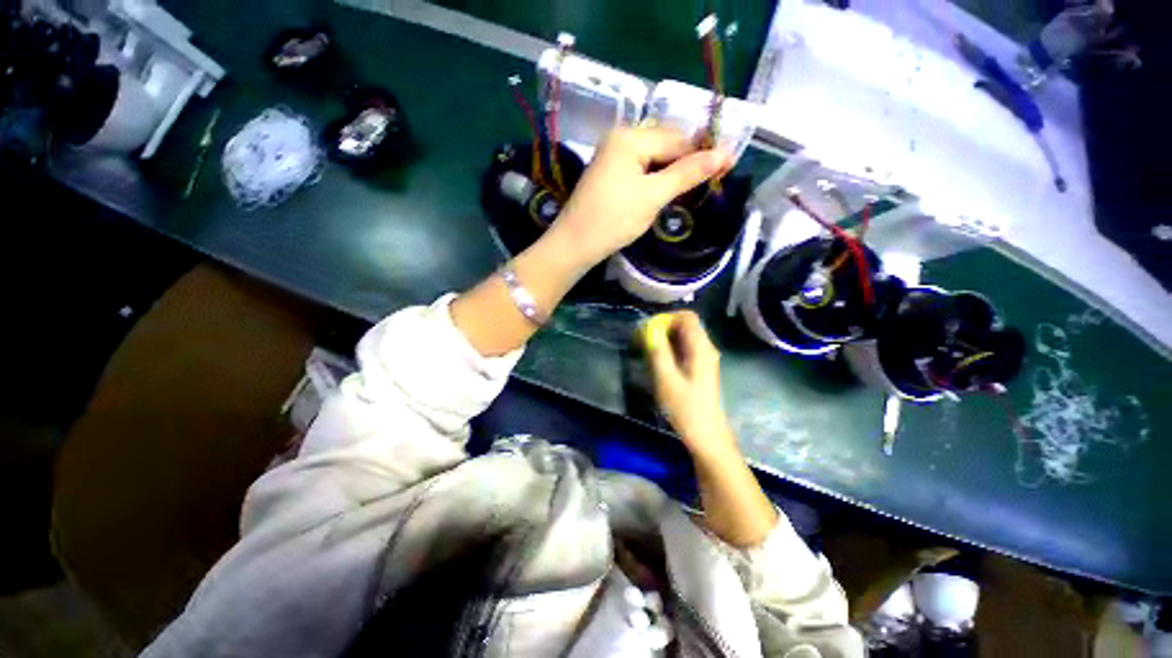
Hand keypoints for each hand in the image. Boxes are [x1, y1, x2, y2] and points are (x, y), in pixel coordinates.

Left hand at [552, 126, 731, 267]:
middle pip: (664, 145)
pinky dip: (657, 179)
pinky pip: (641, 171)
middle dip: (688, 161)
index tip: (729, 164)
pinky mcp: (609, 176)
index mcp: (629, 137)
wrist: (574, 245)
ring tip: (696, 186)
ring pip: (653, 159)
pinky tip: (668, 190)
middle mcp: (620, 140)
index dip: (703, 151)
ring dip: (674, 171)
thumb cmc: (613, 219)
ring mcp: (612, 158)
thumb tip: (725, 153)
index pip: (677, 138)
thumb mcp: (653, 196)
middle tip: (714, 178)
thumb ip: (687, 173)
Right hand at [643, 311, 738, 461]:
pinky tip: (657, 360)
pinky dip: (669, 348)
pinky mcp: (699, 368)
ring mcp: (703, 358)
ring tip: (646, 349)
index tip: (648, 330)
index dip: (666, 318)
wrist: (706, 436)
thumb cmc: (686, 408)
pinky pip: (683, 348)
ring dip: (664, 338)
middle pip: (685, 325)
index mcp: (701, 348)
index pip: (687, 317)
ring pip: (683, 337)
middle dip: (663, 327)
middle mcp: (705, 348)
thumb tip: (649, 328)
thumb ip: (658, 351)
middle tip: (643, 339)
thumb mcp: (666, 379)